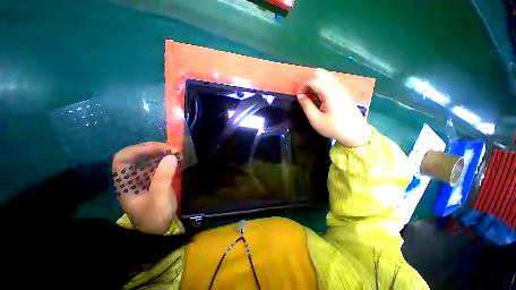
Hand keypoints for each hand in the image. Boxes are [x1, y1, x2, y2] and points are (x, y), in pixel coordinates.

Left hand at [112, 142, 177, 233]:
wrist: (161, 228)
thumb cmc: (155, 216)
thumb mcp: (159, 199)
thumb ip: (163, 178)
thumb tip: (171, 156)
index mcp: (126, 183)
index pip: (123, 159)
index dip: (139, 150)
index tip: (159, 148)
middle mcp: (133, 177)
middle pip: (138, 155)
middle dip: (154, 149)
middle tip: (173, 149)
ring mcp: (145, 177)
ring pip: (150, 158)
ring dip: (164, 153)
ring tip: (178, 152)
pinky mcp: (156, 178)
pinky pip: (161, 164)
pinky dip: (169, 159)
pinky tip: (179, 159)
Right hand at [297, 68, 371, 146]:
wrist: (355, 133)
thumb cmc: (334, 127)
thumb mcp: (316, 120)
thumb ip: (307, 106)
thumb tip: (300, 96)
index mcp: (329, 92)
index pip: (312, 80)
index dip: (302, 86)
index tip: (298, 96)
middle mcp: (336, 86)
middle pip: (320, 74)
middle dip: (309, 82)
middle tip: (305, 94)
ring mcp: (341, 88)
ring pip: (326, 77)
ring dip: (316, 83)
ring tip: (312, 96)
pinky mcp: (344, 93)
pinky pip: (331, 83)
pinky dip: (323, 86)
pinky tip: (320, 97)